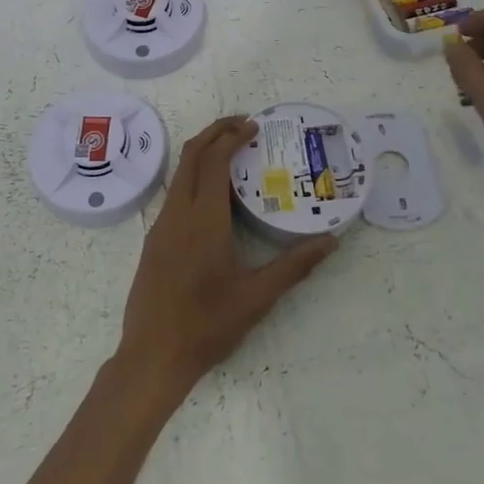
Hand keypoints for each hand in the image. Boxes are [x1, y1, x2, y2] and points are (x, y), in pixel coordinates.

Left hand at [114, 116, 339, 403]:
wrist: (152, 357)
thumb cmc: (207, 325)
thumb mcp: (258, 297)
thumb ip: (296, 265)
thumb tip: (331, 240)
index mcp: (203, 219)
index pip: (214, 160)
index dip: (233, 137)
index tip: (254, 127)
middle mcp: (177, 213)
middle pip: (191, 155)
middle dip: (215, 133)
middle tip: (244, 126)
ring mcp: (161, 226)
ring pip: (179, 174)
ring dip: (203, 154)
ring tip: (233, 154)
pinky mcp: (154, 241)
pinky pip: (175, 194)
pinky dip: (194, 178)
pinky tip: (214, 197)